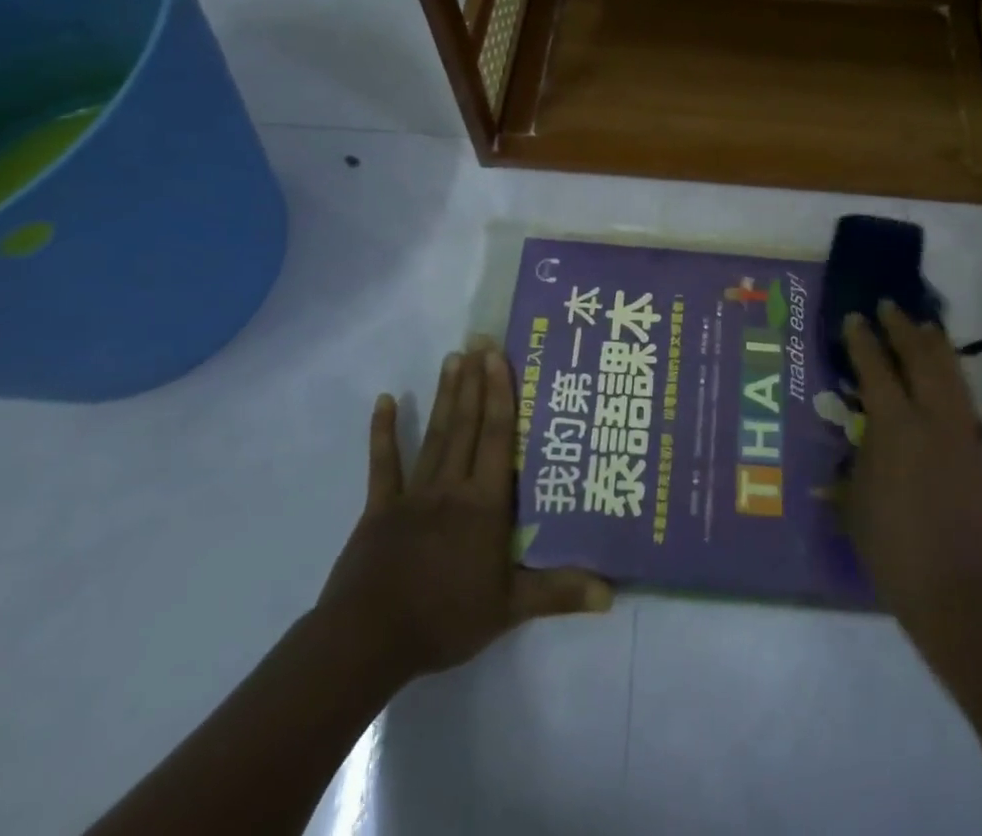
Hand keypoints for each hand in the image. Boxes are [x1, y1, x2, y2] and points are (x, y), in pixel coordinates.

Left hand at [314, 338, 610, 693]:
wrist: (369, 640)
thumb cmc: (445, 618)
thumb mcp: (509, 608)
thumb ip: (558, 593)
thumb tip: (611, 594)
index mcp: (484, 502)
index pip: (497, 437)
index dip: (500, 394)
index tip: (498, 356)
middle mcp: (452, 486)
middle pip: (467, 424)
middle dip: (475, 381)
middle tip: (478, 340)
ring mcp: (413, 493)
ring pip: (435, 434)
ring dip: (445, 395)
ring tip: (452, 358)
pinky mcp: (380, 508)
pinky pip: (384, 464)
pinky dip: (384, 432)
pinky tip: (385, 401)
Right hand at [843, 304, 981, 651]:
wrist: (952, 590)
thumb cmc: (890, 546)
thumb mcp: (854, 499)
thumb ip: (855, 460)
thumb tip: (857, 439)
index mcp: (894, 426)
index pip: (876, 368)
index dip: (863, 340)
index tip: (855, 318)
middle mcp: (931, 418)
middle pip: (920, 358)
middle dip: (904, 329)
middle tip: (890, 308)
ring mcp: (960, 433)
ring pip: (950, 373)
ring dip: (935, 346)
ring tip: (926, 327)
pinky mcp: (978, 452)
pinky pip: (965, 399)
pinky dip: (954, 377)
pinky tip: (948, 375)